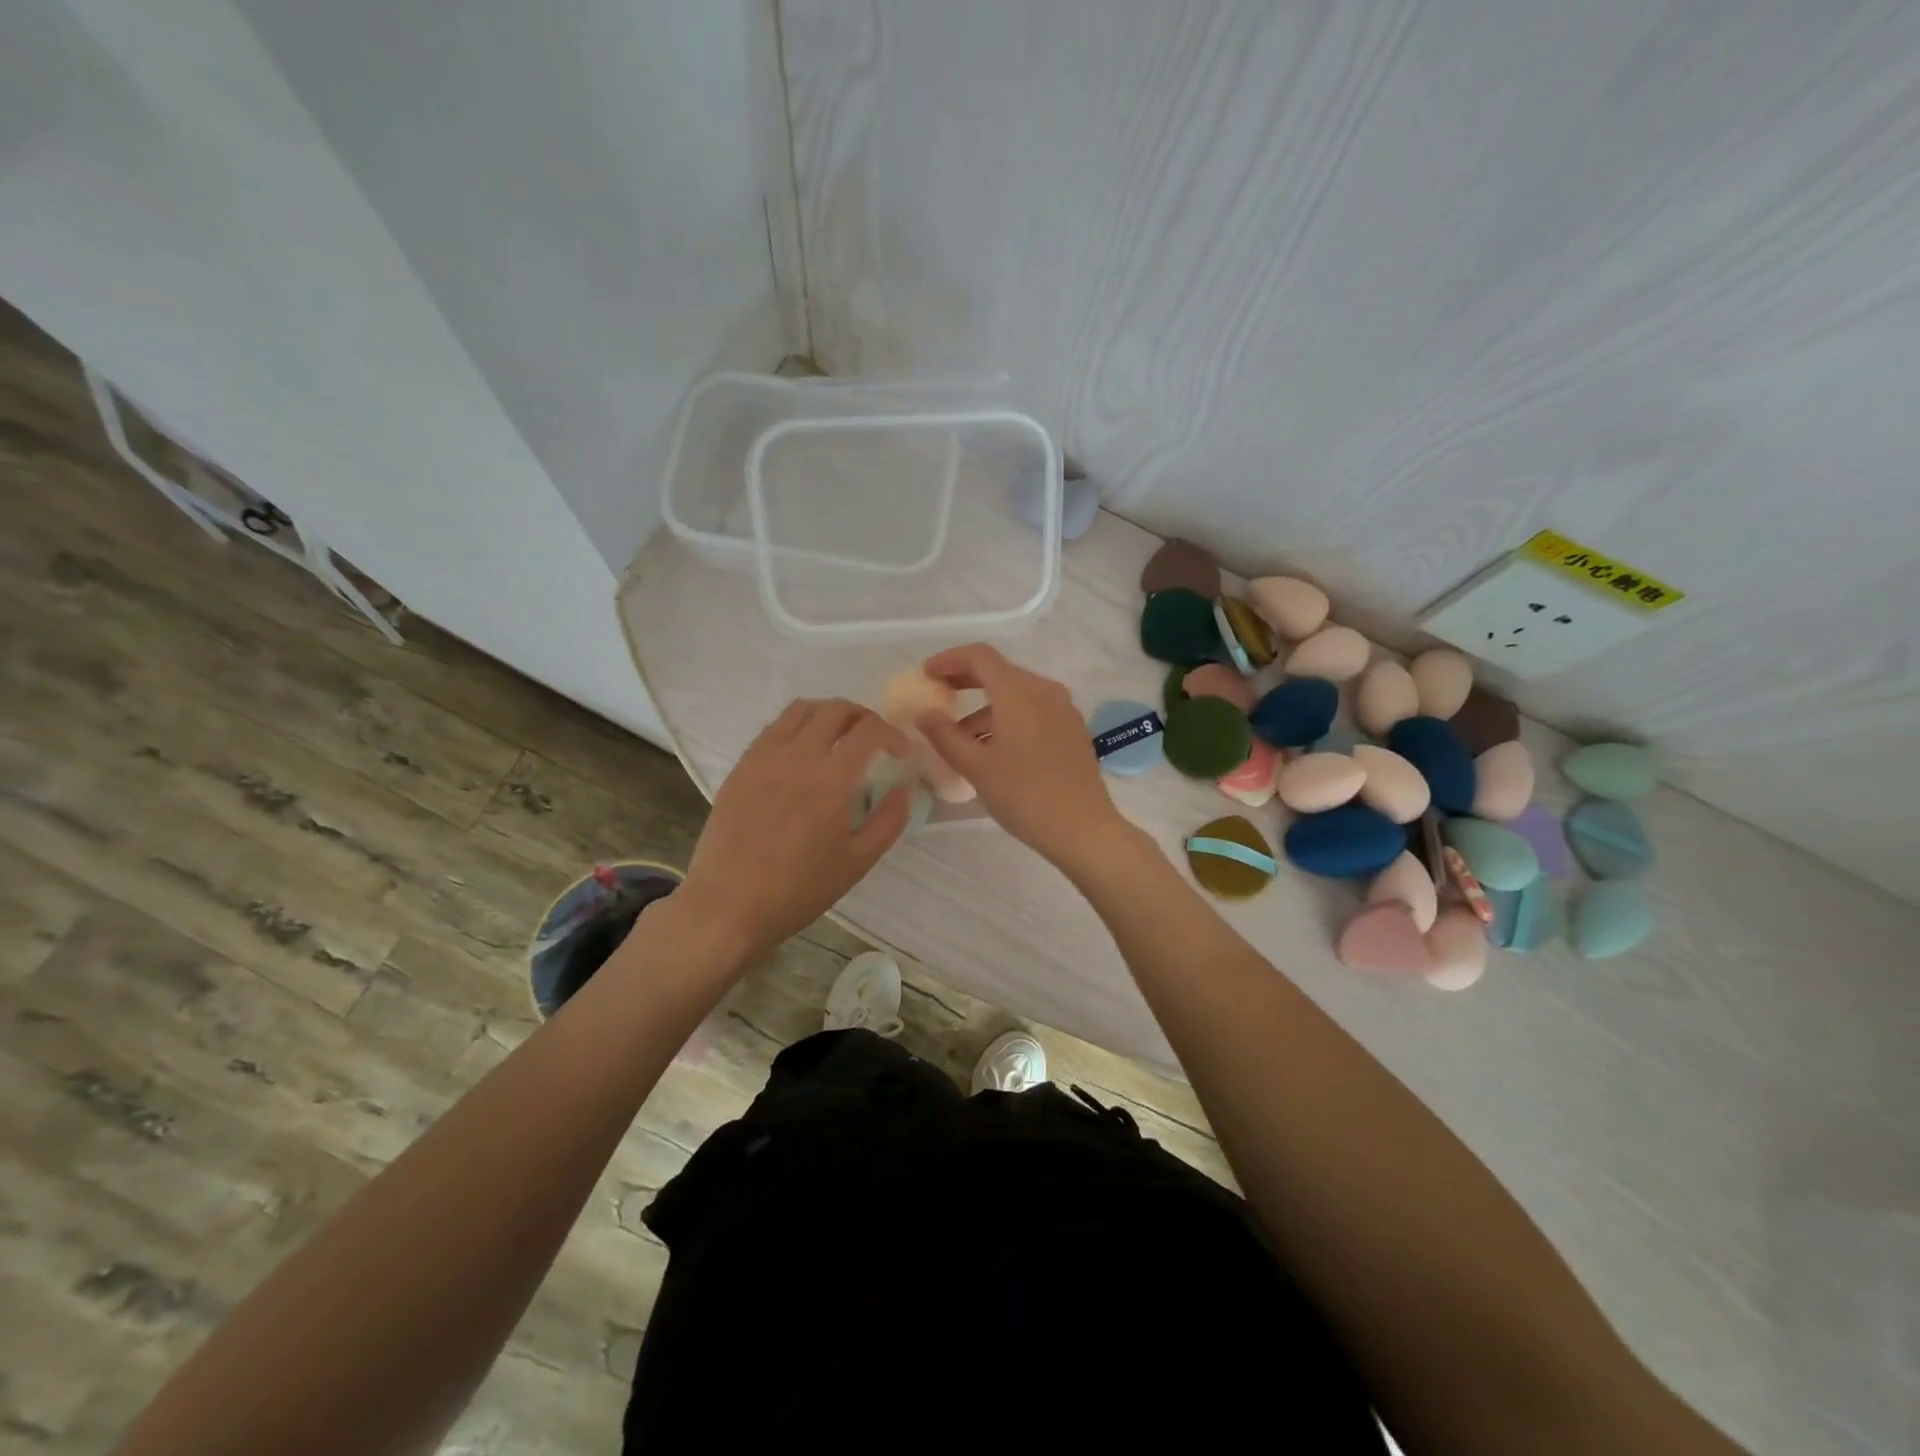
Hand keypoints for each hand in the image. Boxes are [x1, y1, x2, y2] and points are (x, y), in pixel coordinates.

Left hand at [678, 699, 912, 963]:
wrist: (728, 906)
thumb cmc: (798, 890)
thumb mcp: (857, 862)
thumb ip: (889, 821)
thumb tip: (905, 789)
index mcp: (831, 779)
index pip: (869, 730)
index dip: (892, 734)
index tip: (902, 752)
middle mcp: (797, 755)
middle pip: (835, 710)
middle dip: (863, 716)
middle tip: (874, 739)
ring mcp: (764, 757)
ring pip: (801, 710)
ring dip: (828, 714)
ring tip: (839, 736)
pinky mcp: (741, 766)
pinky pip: (773, 728)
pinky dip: (797, 727)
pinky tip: (802, 752)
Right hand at [915, 643, 1126, 867]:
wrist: (1083, 829)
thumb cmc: (1024, 795)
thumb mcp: (976, 767)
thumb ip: (944, 735)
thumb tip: (924, 713)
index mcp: (1019, 692)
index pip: (980, 657)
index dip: (949, 660)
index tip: (926, 673)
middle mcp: (1044, 691)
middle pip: (1000, 672)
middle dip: (966, 680)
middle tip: (939, 695)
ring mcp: (1063, 710)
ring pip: (1017, 694)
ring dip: (986, 707)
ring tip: (961, 738)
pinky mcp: (1072, 730)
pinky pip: (1034, 711)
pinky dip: (1008, 718)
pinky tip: (994, 748)